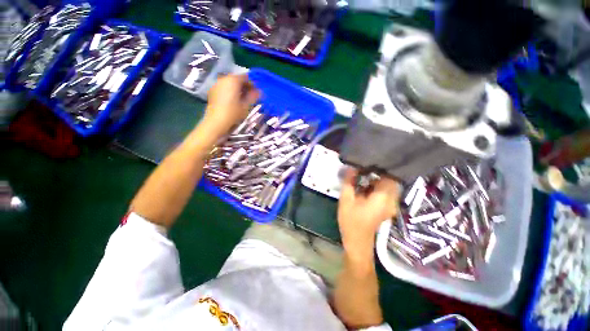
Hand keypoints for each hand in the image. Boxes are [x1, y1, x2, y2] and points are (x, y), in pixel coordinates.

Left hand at [202, 74, 260, 136]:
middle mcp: (224, 78)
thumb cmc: (233, 113)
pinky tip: (233, 101)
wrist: (216, 121)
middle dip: (245, 86)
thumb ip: (253, 96)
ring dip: (237, 89)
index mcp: (233, 80)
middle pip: (237, 79)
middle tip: (250, 96)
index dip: (253, 84)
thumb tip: (259, 91)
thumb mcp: (246, 105)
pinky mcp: (212, 91)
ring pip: (230, 83)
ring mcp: (216, 84)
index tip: (256, 92)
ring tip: (242, 99)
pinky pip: (224, 88)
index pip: (246, 77)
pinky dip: (230, 91)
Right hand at [338, 168, 399, 255]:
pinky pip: (385, 193)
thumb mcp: (346, 200)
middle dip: (378, 174)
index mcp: (382, 198)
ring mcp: (390, 205)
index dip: (379, 169)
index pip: (389, 177)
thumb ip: (348, 182)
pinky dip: (377, 187)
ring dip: (377, 181)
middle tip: (363, 171)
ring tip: (362, 177)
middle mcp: (391, 201)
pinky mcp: (387, 208)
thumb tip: (350, 167)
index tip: (367, 165)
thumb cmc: (351, 221)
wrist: (357, 242)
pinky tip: (364, 187)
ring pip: (388, 186)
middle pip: (390, 180)